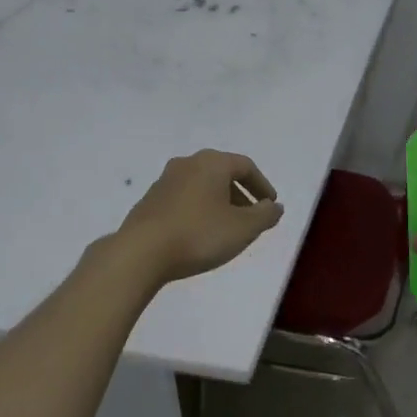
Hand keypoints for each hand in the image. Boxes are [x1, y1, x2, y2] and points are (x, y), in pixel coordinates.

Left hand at [115, 150, 284, 285]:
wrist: (141, 252)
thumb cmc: (199, 234)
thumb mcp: (243, 228)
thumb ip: (265, 215)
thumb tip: (275, 207)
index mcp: (212, 163)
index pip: (246, 166)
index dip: (262, 186)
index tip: (270, 205)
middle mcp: (187, 164)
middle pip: (222, 174)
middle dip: (241, 194)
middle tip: (252, 217)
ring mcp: (164, 181)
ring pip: (202, 187)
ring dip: (220, 203)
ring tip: (228, 228)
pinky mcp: (150, 201)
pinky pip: (185, 199)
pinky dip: (200, 210)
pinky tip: (201, 233)